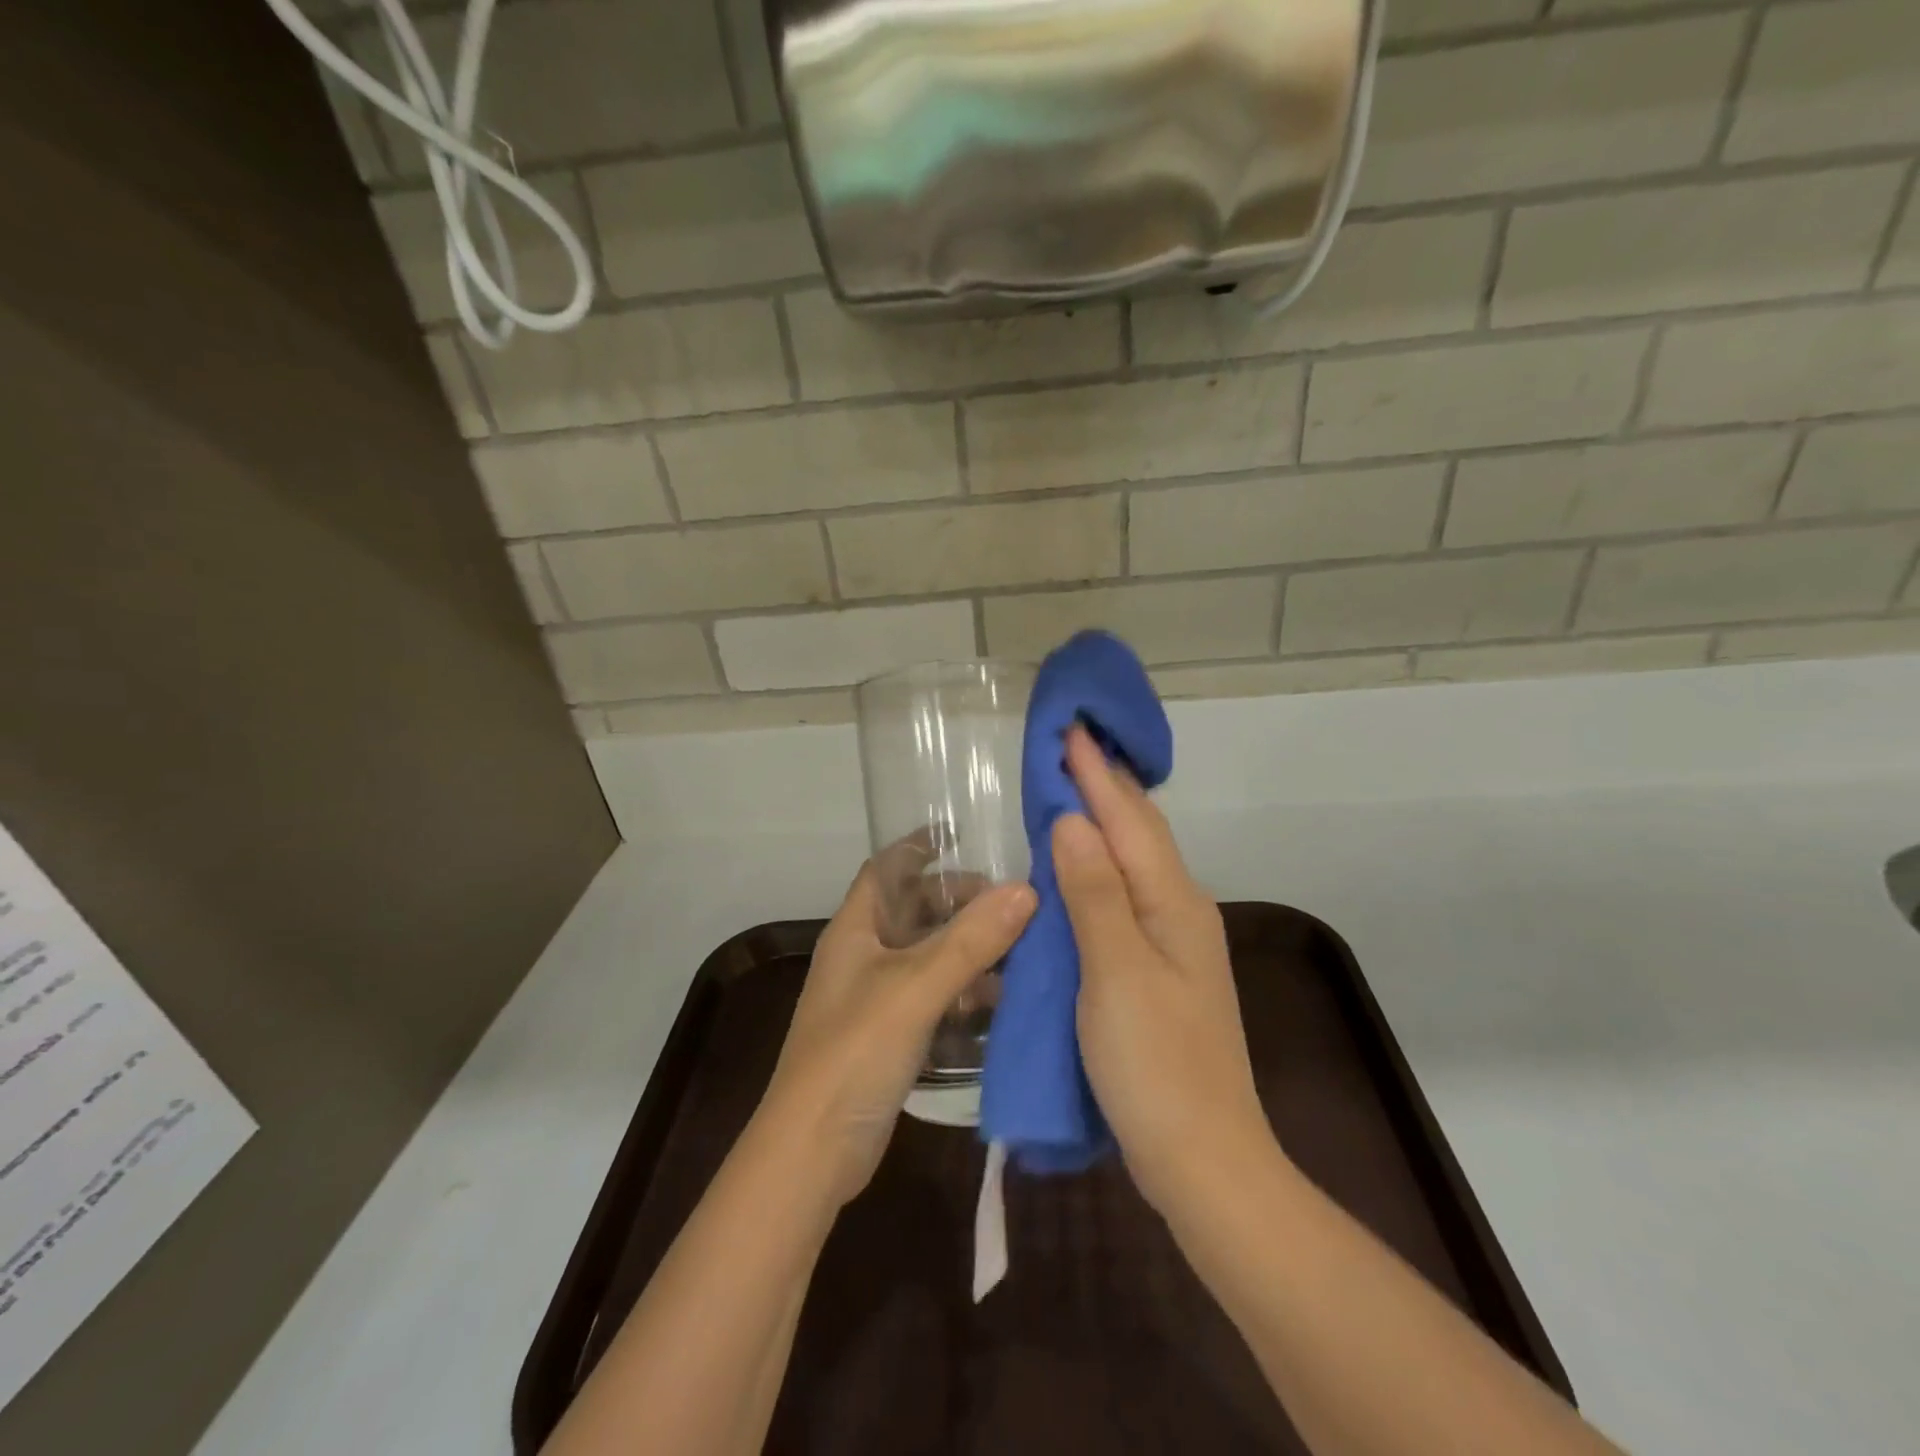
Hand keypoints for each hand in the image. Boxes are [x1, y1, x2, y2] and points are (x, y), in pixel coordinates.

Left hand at [759, 852, 1035, 1208]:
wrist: (812, 1152)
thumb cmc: (855, 1052)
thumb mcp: (916, 988)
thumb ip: (970, 940)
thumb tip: (1025, 889)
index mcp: (854, 930)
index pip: (886, 869)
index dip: (919, 847)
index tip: (965, 836)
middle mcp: (862, 956)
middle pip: (913, 911)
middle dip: (958, 901)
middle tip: (1011, 902)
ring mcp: (874, 998)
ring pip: (927, 956)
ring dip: (967, 949)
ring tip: (1018, 949)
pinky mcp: (888, 1037)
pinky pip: (931, 997)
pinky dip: (962, 992)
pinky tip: (999, 1003)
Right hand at [1052, 726, 1273, 1220]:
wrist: (1204, 1160)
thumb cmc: (1156, 1065)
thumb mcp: (1116, 973)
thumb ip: (1094, 893)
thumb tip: (1071, 820)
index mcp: (1173, 902)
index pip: (1128, 818)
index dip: (1094, 773)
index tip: (1068, 728)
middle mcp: (1180, 909)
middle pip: (1139, 831)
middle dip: (1104, 784)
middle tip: (1068, 745)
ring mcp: (1173, 940)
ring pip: (1134, 860)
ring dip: (1103, 819)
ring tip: (1070, 788)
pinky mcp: (1158, 968)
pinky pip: (1125, 894)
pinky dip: (1099, 865)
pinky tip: (1079, 866)